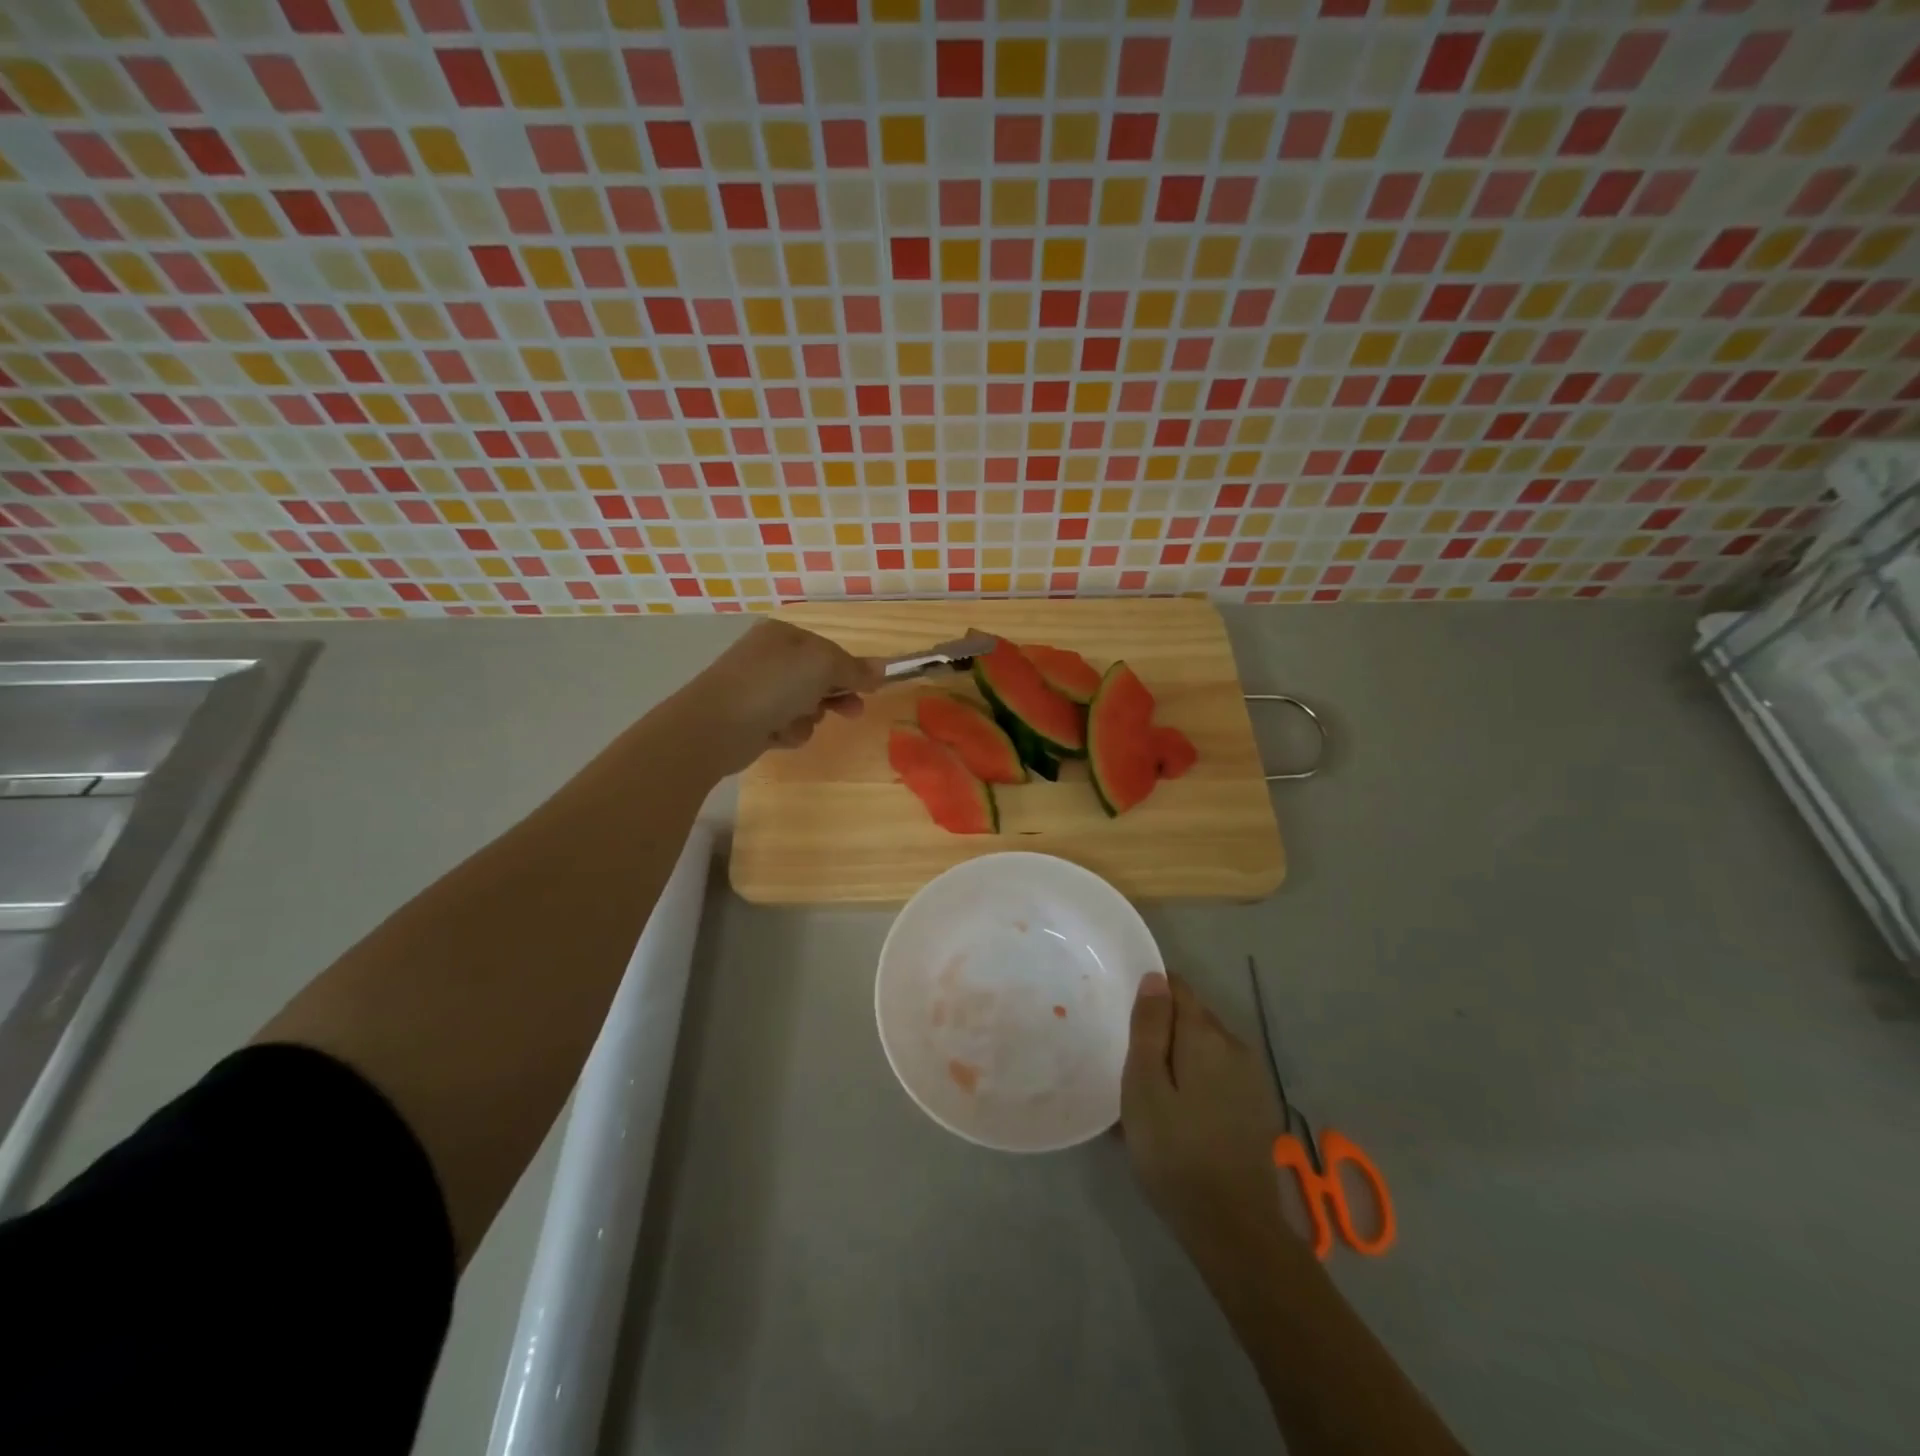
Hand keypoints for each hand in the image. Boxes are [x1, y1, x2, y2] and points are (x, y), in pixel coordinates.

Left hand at [684, 618, 883, 771]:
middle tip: (852, 712)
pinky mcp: (751, 719)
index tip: (869, 689)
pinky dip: (788, 732)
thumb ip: (855, 668)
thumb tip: (883, 668)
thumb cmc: (773, 685)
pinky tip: (777, 734)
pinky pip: (785, 725)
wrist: (715, 725)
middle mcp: (769, 657)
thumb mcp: (823, 666)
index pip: (829, 650)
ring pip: (804, 705)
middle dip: (835, 696)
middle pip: (818, 678)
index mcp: (783, 635)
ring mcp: (758, 688)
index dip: (851, 670)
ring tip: (796, 722)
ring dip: (809, 717)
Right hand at [1121, 972, 1291, 1269]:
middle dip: (1163, 1029)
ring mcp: (1252, 1077)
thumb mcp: (1144, 1086)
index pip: (1178, 988)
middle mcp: (1235, 1045)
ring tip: (1151, 1093)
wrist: (1233, 1228)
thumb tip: (1155, 977)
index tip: (1124, 1017)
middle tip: (1130, 1061)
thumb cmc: (1174, 1151)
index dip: (1150, 994)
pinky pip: (1219, 1075)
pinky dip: (1197, 1081)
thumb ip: (1150, 1027)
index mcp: (1206, 1035)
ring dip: (1180, 1058)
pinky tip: (1179, 1115)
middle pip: (1192, 1017)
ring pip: (1206, 1048)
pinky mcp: (1257, 1106)